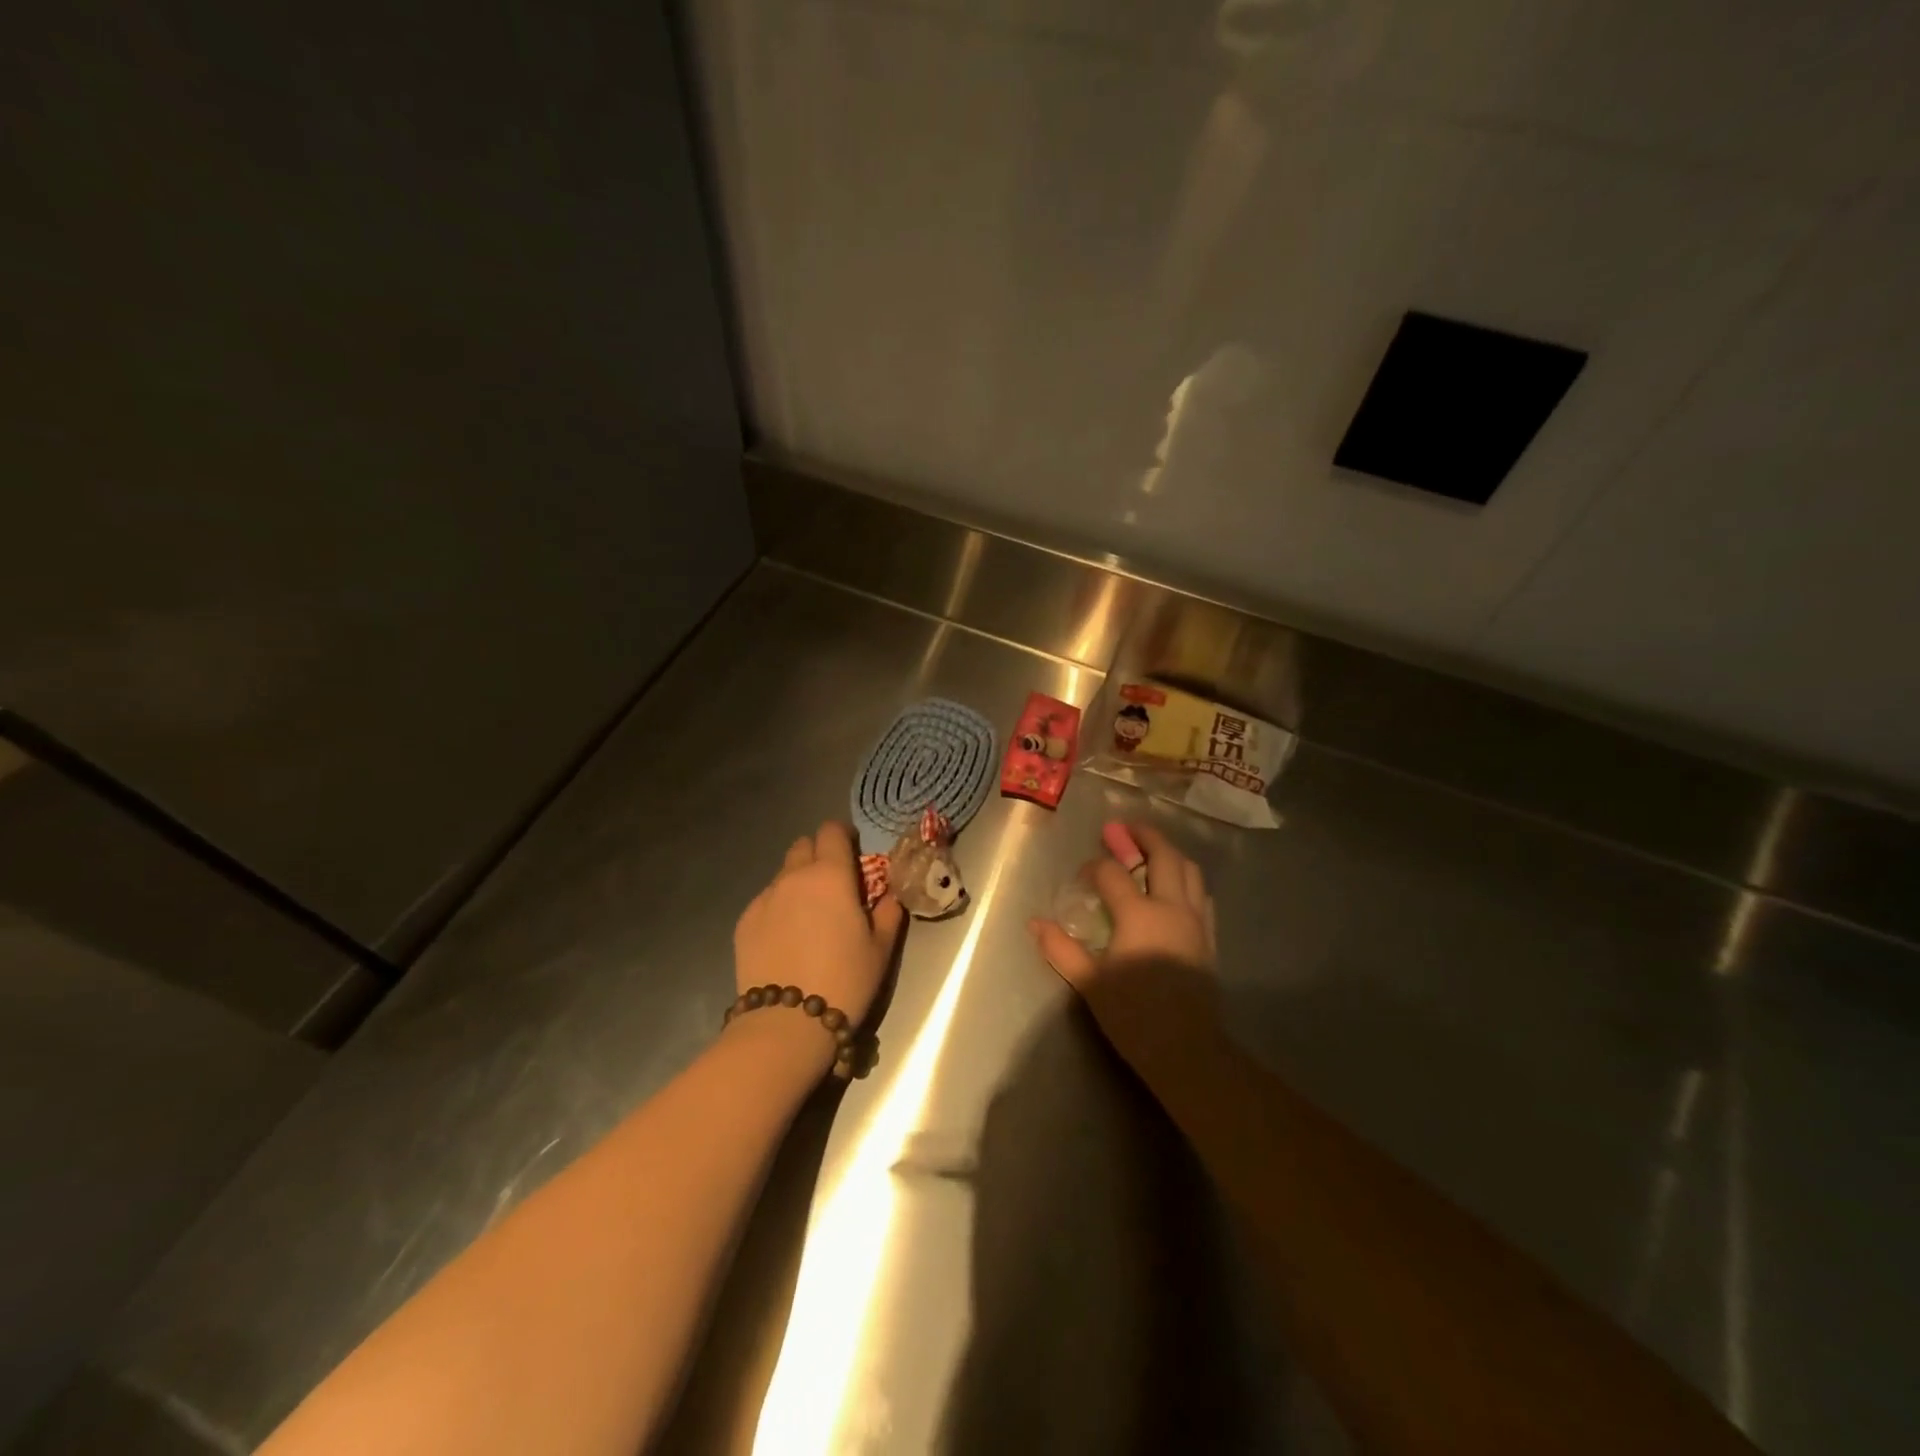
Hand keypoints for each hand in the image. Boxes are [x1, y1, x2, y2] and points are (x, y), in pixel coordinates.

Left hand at [734, 821, 904, 1031]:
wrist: (787, 1024)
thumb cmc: (845, 981)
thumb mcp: (881, 948)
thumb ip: (888, 912)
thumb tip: (889, 895)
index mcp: (831, 875)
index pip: (832, 832)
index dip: (843, 837)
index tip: (852, 855)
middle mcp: (794, 877)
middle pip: (803, 846)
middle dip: (819, 855)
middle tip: (833, 885)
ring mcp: (764, 898)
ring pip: (783, 874)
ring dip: (798, 882)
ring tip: (808, 917)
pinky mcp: (744, 922)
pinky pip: (766, 901)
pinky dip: (779, 907)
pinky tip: (786, 939)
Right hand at [1029, 822, 1221, 1079]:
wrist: (1187, 1051)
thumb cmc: (1133, 1015)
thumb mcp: (1089, 982)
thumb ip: (1061, 948)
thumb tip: (1034, 923)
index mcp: (1139, 914)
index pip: (1114, 873)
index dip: (1096, 866)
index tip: (1084, 873)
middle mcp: (1172, 907)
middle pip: (1163, 855)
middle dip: (1143, 836)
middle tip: (1124, 829)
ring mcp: (1196, 921)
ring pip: (1189, 870)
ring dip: (1169, 853)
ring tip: (1151, 851)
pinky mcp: (1209, 937)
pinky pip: (1201, 894)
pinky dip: (1186, 879)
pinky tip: (1175, 888)